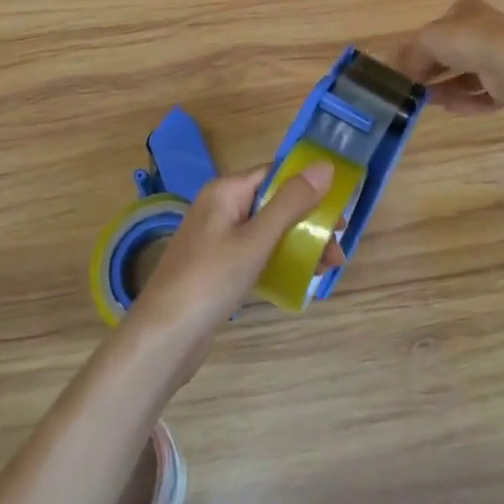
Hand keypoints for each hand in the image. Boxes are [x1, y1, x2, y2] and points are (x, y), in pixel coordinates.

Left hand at [125, 163, 336, 383]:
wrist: (164, 337)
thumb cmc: (211, 279)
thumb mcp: (257, 239)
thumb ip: (292, 202)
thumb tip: (325, 165)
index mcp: (226, 190)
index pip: (275, 174)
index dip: (309, 186)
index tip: (340, 207)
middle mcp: (220, 207)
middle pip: (274, 203)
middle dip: (309, 221)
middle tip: (338, 247)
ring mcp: (217, 238)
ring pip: (268, 230)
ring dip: (299, 243)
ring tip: (329, 268)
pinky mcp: (218, 267)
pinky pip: (256, 252)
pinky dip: (280, 259)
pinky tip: (301, 277)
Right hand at [397, 0, 503, 113]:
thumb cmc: (467, 40)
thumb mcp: (427, 40)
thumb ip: (410, 54)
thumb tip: (399, 70)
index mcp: (466, 12)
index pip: (440, 28)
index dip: (422, 47)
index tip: (408, 68)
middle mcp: (485, 31)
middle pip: (454, 54)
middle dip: (434, 71)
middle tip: (416, 88)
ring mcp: (501, 57)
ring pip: (468, 76)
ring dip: (447, 89)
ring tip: (429, 102)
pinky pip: (484, 94)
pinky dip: (467, 102)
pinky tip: (450, 108)